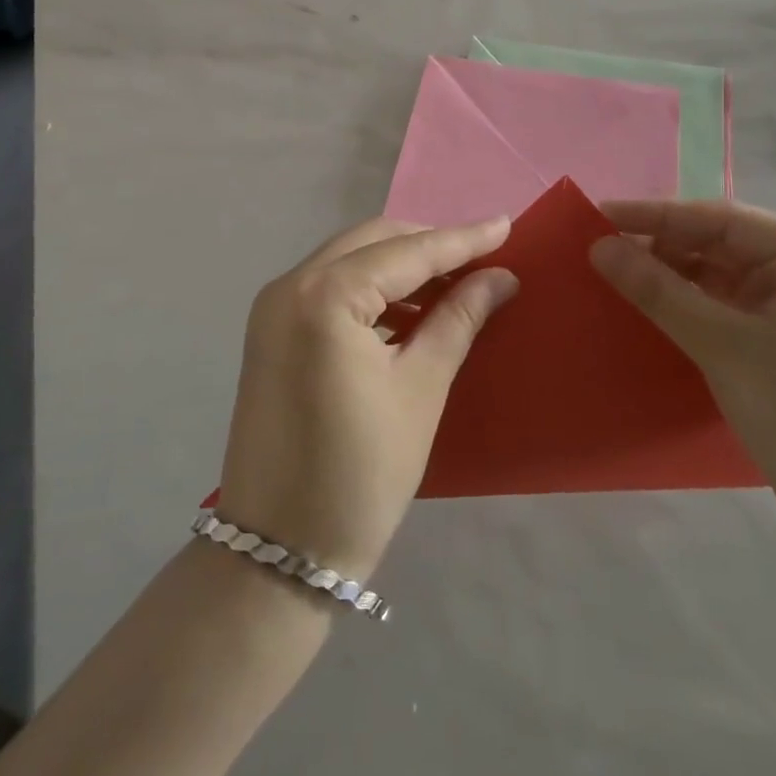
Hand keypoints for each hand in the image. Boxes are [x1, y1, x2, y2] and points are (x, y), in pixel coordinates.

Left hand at [220, 217, 518, 582]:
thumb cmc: (361, 473)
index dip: (461, 239)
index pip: (407, 252)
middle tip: (482, 258)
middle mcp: (290, 285)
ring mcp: (272, 307)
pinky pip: (328, 288)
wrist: (279, 551)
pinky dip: (370, 289)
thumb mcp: (421, 389)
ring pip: (348, 260)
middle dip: (428, 245)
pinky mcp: (269, 331)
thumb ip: (458, 319)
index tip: (506, 224)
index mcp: (324, 295)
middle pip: (372, 242)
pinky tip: (408, 310)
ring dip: (399, 265)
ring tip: (454, 283)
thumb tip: (499, 278)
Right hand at [591, 200, 775, 542]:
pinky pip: (725, 304)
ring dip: (670, 273)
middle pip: (721, 243)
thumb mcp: (722, 346)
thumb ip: (658, 290)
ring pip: (719, 274)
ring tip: (614, 272)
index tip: (599, 214)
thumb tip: (599, 246)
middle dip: (661, 244)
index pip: (721, 219)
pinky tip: (648, 303)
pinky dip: (687, 302)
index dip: (656, 215)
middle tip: (599, 246)